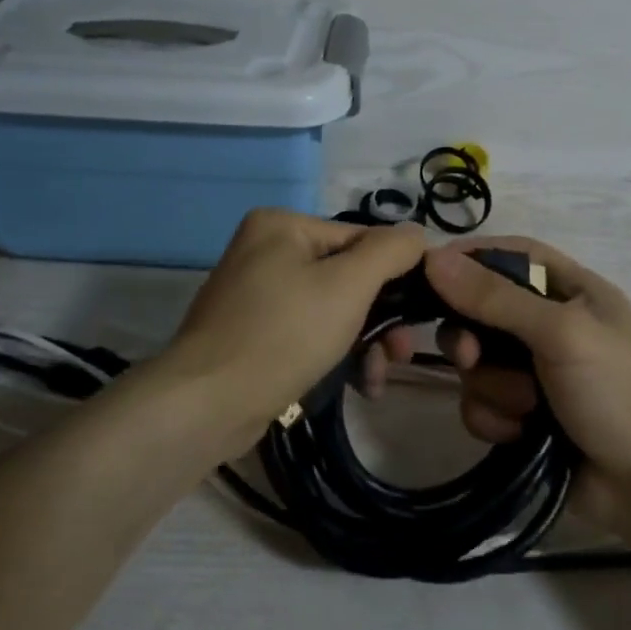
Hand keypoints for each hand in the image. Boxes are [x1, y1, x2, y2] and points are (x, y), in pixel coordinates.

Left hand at [162, 210, 428, 454]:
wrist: (209, 403)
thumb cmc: (284, 333)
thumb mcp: (348, 285)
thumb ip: (390, 251)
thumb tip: (419, 234)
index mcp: (282, 226)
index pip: (361, 239)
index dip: (397, 274)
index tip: (422, 314)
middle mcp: (266, 251)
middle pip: (348, 276)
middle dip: (381, 317)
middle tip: (401, 352)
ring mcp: (257, 294)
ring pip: (332, 309)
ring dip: (364, 341)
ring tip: (378, 376)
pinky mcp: (255, 333)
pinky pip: (309, 332)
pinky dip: (335, 353)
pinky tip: (359, 383)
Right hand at [424, 236, 630, 540]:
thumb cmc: (619, 393)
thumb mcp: (561, 333)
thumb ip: (496, 298)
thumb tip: (433, 258)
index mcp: (571, 291)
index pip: (511, 256)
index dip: (470, 258)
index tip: (428, 272)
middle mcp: (549, 326)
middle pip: (482, 311)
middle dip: (472, 337)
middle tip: (472, 358)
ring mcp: (535, 373)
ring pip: (477, 364)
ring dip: (493, 388)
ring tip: (526, 409)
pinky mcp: (523, 415)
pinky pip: (481, 404)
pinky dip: (495, 419)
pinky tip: (519, 435)